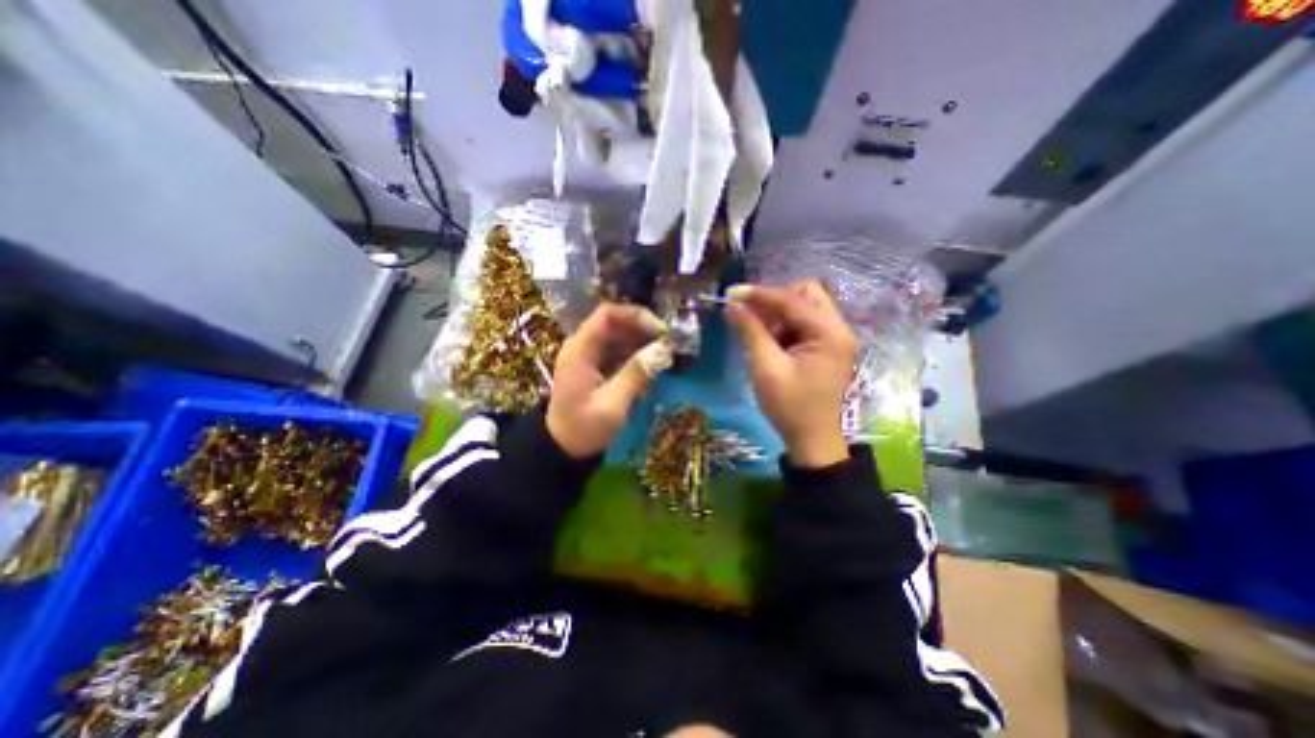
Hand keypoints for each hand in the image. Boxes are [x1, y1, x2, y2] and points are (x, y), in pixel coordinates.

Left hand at [544, 301, 671, 459]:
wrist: (562, 449)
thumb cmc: (584, 429)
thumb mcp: (612, 405)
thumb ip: (636, 374)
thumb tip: (663, 349)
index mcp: (580, 350)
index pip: (607, 315)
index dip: (636, 316)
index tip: (661, 330)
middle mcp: (582, 346)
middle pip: (615, 323)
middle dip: (643, 329)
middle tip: (668, 344)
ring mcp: (588, 356)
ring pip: (618, 336)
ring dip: (642, 342)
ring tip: (664, 356)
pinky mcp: (595, 366)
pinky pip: (617, 351)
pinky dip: (635, 355)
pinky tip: (649, 368)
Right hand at [725, 283, 860, 465]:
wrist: (811, 440)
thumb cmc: (790, 406)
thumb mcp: (766, 368)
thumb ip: (751, 331)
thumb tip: (732, 304)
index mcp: (829, 333)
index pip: (792, 300)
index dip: (760, 294)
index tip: (731, 293)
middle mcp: (837, 328)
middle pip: (806, 294)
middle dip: (775, 299)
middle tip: (750, 313)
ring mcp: (834, 337)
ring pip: (804, 306)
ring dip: (778, 313)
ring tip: (756, 330)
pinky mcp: (826, 346)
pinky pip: (803, 323)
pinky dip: (784, 325)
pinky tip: (769, 340)